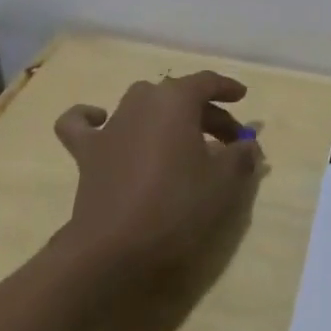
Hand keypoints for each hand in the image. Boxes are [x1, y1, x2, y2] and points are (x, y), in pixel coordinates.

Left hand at [54, 71, 262, 279]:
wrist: (111, 248)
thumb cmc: (174, 206)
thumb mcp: (222, 182)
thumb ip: (240, 156)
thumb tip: (248, 145)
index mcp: (176, 99)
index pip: (207, 82)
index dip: (227, 88)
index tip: (243, 98)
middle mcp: (143, 100)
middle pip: (179, 96)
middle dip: (205, 112)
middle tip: (225, 139)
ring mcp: (112, 123)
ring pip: (142, 103)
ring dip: (163, 115)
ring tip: (179, 138)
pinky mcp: (87, 151)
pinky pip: (82, 124)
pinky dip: (89, 118)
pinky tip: (100, 120)